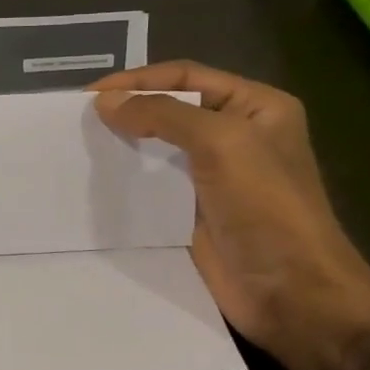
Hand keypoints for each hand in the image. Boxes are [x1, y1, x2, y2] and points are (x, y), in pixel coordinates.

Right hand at [91, 62, 369, 369]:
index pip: (187, 76)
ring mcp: (213, 177)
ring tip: (79, 145)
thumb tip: (105, 102)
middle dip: (127, 109)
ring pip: (157, 148)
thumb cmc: (266, 207)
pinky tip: (96, 179)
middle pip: (170, 109)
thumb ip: (162, 114)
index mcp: (255, 107)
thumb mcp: (221, 143)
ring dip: (122, 145)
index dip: (138, 80)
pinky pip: (152, 186)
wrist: (290, 293)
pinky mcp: (192, 212)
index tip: (91, 95)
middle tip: (78, 119)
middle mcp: (235, 136)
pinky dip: (125, 180)